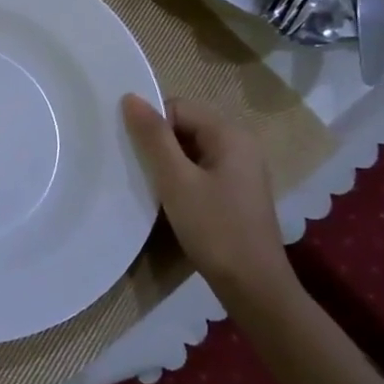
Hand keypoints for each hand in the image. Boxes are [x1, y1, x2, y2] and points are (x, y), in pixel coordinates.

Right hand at [122, 94, 295, 307]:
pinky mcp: (235, 191)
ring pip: (190, 149)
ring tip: (150, 185)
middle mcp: (240, 144)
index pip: (178, 107)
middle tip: (137, 170)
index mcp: (230, 134)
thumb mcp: (176, 181)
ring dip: (167, 163)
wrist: (252, 285)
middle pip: (185, 126)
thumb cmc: (214, 228)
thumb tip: (130, 97)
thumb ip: (153, 137)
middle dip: (158, 143)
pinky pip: (200, 169)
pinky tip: (169, 200)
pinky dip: (181, 178)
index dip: (152, 126)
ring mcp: (240, 169)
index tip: (135, 154)